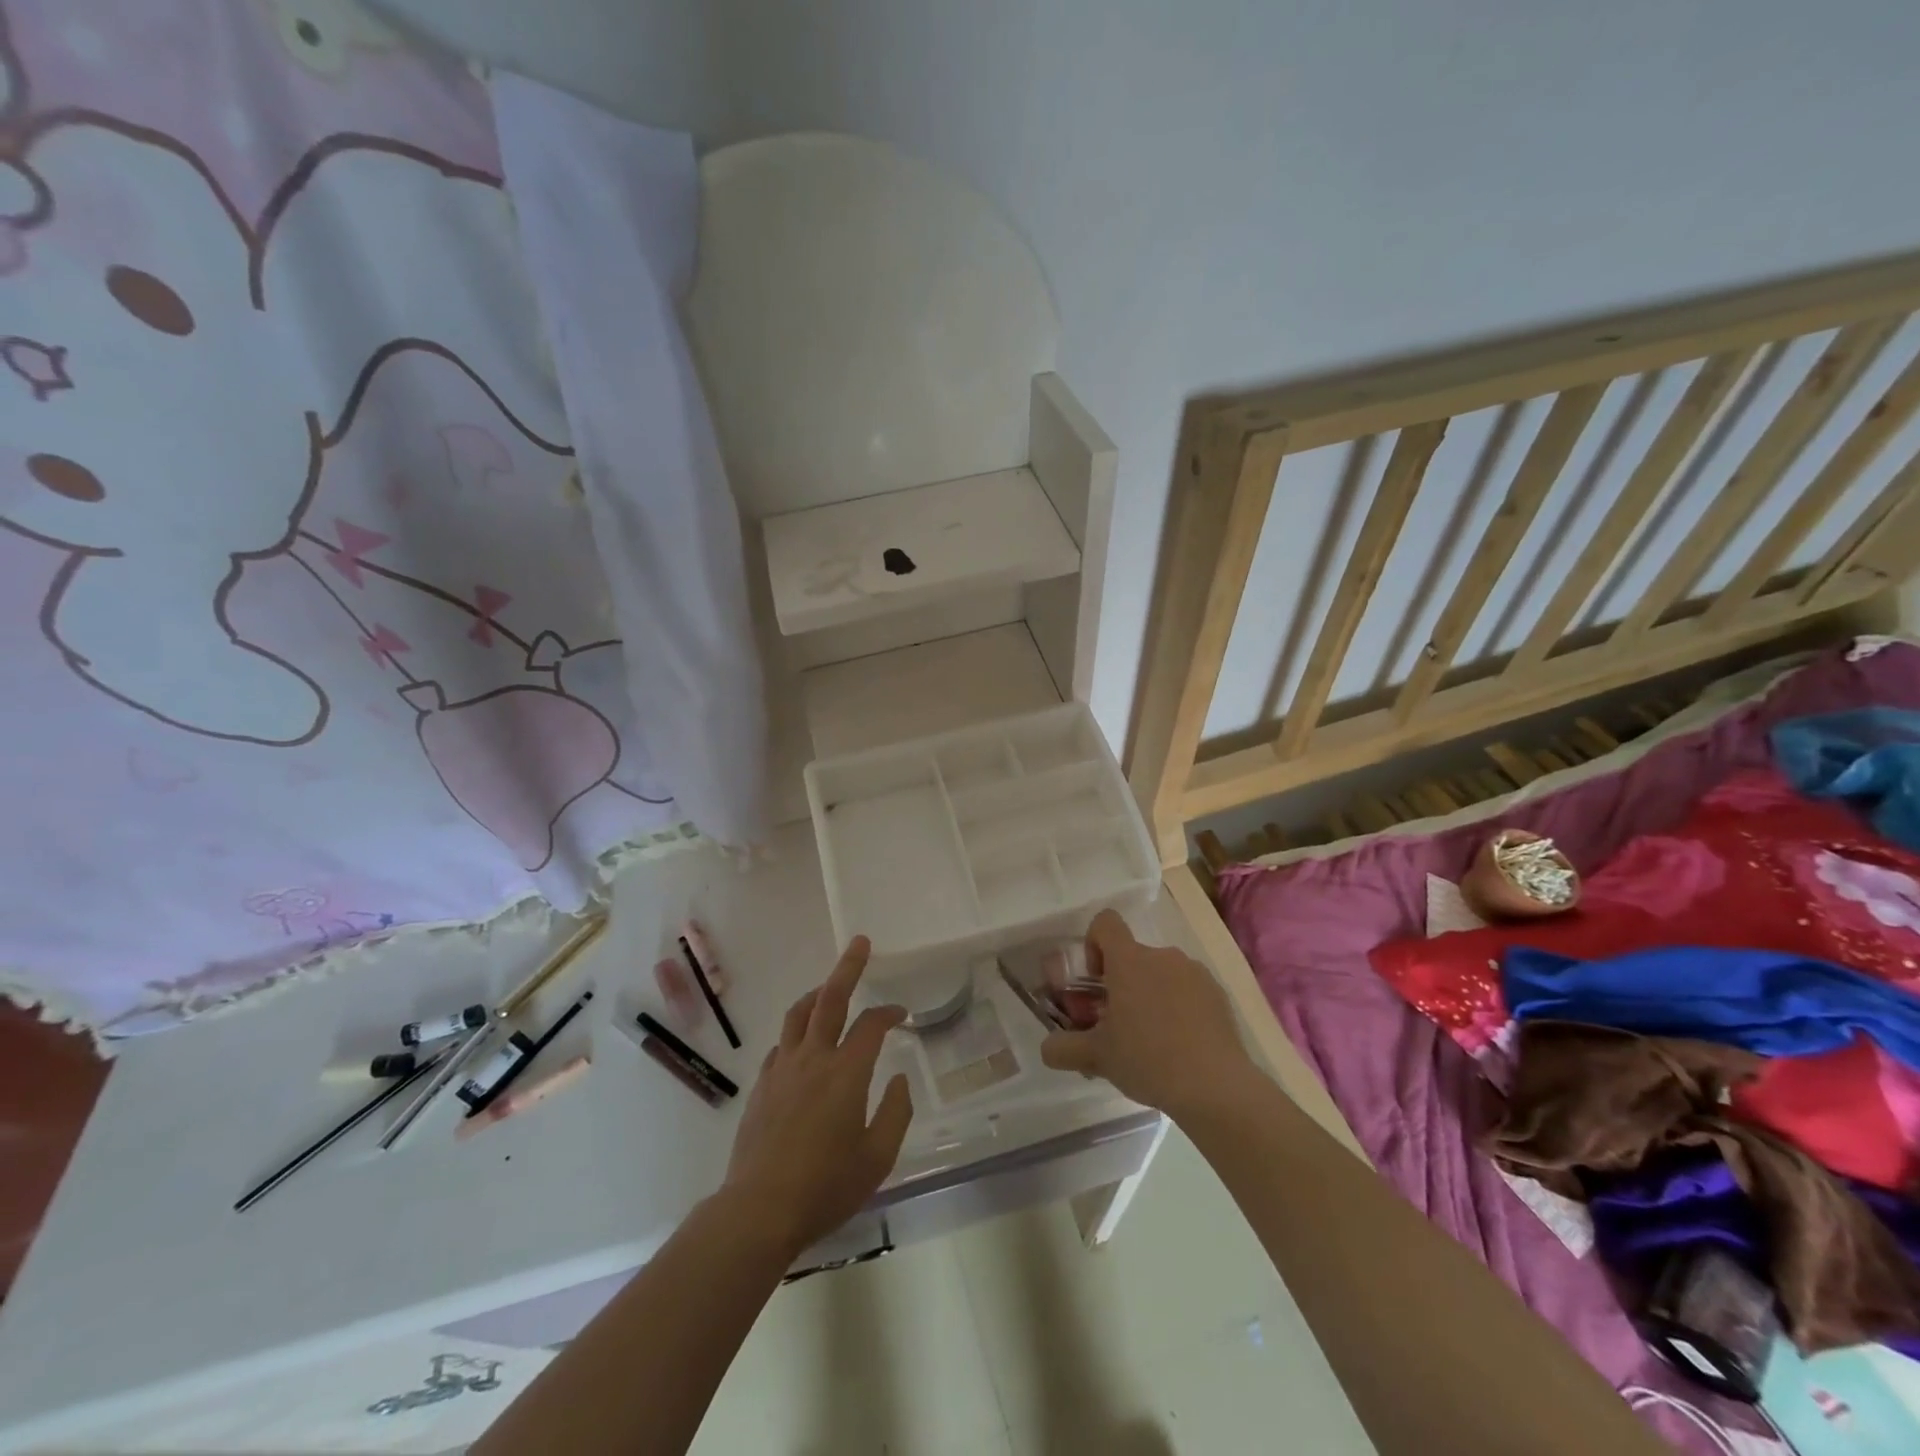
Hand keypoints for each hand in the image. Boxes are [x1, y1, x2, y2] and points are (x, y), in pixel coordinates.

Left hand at [721, 936, 913, 1259]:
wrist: (759, 1210)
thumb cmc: (826, 1186)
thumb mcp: (877, 1158)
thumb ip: (895, 1113)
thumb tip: (900, 1079)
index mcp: (846, 1073)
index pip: (871, 1025)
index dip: (889, 1012)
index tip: (901, 1013)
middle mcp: (813, 1059)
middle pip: (830, 999)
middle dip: (848, 968)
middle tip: (859, 943)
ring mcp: (782, 1069)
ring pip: (798, 1015)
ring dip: (817, 994)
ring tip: (828, 988)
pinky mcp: (762, 1085)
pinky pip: (781, 1044)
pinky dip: (796, 1033)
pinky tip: (802, 1045)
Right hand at [1039, 910, 1260, 1121]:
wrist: (1216, 1087)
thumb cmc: (1148, 1059)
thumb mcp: (1097, 1057)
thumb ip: (1064, 1048)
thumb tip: (1047, 1048)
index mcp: (1130, 960)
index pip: (1105, 922)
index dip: (1093, 944)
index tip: (1095, 981)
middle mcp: (1163, 956)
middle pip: (1133, 957)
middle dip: (1121, 985)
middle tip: (1118, 1026)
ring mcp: (1195, 973)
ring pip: (1161, 975)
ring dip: (1151, 996)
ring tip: (1151, 1043)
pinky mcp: (1218, 995)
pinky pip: (1188, 991)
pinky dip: (1179, 1009)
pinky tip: (1180, 1047)